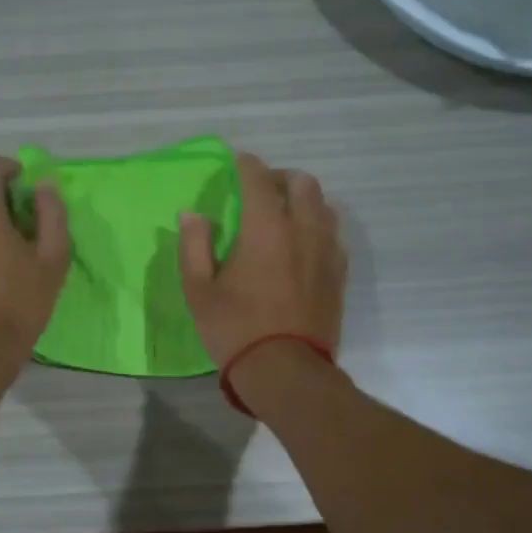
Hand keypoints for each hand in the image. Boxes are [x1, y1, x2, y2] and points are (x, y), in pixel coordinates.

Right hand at [178, 151, 346, 370]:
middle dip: (281, 177)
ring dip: (304, 200)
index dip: (247, 165)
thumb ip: (194, 245)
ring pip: (324, 206)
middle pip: (302, 183)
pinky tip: (304, 243)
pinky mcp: (339, 273)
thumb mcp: (199, 289)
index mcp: (265, 228)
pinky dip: (318, 226)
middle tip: (262, 189)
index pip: (259, 179)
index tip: (238, 161)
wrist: (285, 370)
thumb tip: (192, 214)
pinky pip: (333, 234)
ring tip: (285, 213)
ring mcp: (327, 251)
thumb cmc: (235, 328)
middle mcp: (303, 229)